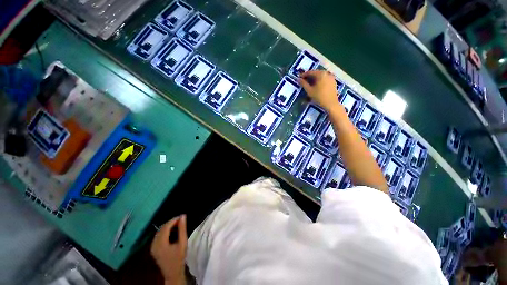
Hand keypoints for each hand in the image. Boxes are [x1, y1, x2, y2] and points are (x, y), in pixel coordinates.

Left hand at [151, 215, 187, 284]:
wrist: (173, 273)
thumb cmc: (179, 258)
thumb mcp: (183, 242)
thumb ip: (182, 229)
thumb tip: (183, 216)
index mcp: (160, 243)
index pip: (165, 227)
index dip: (173, 220)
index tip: (182, 216)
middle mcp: (154, 244)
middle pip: (161, 228)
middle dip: (171, 222)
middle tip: (180, 219)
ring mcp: (152, 247)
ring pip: (159, 231)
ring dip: (168, 226)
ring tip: (177, 223)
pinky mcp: (153, 248)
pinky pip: (158, 236)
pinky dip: (165, 231)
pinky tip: (171, 230)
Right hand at [298, 70, 339, 111]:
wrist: (331, 103)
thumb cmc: (319, 97)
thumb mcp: (309, 90)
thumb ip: (303, 84)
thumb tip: (298, 79)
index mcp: (321, 74)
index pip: (310, 72)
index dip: (304, 75)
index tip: (299, 78)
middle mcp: (327, 73)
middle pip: (316, 73)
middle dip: (309, 76)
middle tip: (304, 81)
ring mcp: (331, 77)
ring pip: (321, 76)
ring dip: (315, 78)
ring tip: (310, 83)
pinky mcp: (333, 82)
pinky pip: (325, 79)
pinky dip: (320, 80)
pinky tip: (317, 85)